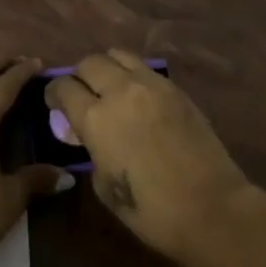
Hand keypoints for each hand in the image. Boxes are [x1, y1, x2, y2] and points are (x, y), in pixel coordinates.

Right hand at [45, 50, 252, 266]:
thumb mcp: (104, 186)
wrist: (211, 207)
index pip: (63, 87)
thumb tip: (92, 138)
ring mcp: (151, 85)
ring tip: (110, 87)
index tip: (55, 103)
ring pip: (118, 55)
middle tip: (82, 95)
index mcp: (95, 118)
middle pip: (89, 63)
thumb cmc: (151, 211)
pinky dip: (133, 76)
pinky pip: (145, 69)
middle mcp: (120, 91)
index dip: (54, 94)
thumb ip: (92, 152)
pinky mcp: (176, 88)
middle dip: (79, 76)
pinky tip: (137, 97)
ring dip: (107, 67)